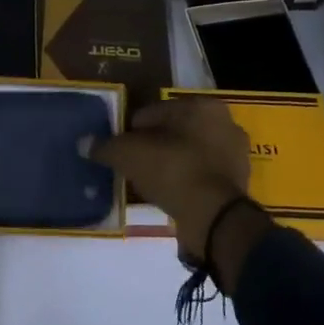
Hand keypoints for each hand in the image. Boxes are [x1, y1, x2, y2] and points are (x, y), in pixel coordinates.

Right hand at [88, 98, 252, 258]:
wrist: (215, 219)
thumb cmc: (173, 171)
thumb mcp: (130, 155)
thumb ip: (106, 147)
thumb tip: (84, 143)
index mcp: (201, 105)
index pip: (154, 112)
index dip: (133, 131)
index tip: (122, 151)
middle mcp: (223, 122)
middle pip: (174, 131)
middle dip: (155, 147)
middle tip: (135, 168)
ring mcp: (235, 153)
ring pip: (190, 153)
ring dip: (172, 164)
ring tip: (151, 184)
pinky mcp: (239, 182)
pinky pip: (203, 175)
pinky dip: (187, 182)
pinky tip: (171, 196)